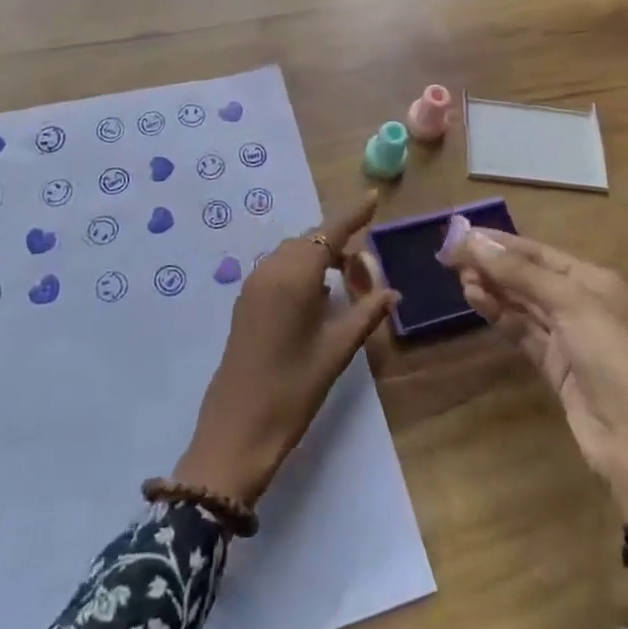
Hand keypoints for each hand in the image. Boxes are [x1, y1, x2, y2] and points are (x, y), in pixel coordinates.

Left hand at [173, 193, 397, 506]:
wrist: (236, 430)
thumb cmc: (293, 389)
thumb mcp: (337, 352)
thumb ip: (366, 314)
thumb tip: (391, 293)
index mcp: (295, 275)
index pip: (329, 231)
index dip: (353, 214)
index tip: (374, 197)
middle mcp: (271, 269)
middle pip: (311, 240)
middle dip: (341, 245)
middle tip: (368, 274)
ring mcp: (254, 284)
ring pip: (294, 253)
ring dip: (321, 258)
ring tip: (347, 285)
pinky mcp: (246, 301)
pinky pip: (279, 269)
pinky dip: (302, 270)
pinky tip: (317, 298)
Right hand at [440, 223, 627, 524]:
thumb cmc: (610, 355)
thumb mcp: (568, 303)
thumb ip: (520, 272)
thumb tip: (474, 241)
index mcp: (592, 280)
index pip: (538, 252)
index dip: (500, 243)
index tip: (461, 235)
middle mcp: (580, 302)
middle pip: (528, 275)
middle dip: (493, 266)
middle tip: (452, 259)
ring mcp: (567, 335)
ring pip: (521, 303)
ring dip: (492, 289)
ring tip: (461, 280)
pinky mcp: (554, 364)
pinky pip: (521, 330)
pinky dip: (499, 315)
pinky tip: (477, 302)